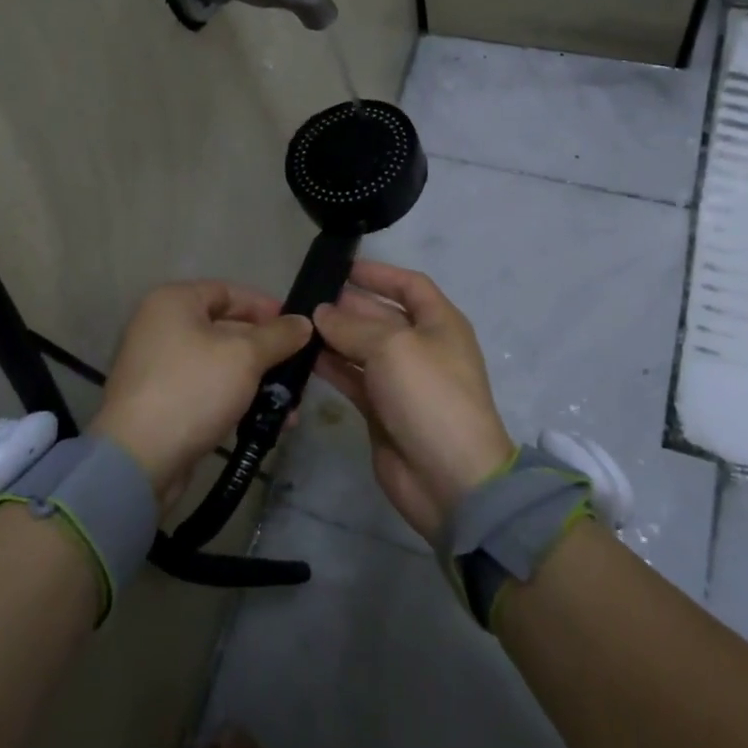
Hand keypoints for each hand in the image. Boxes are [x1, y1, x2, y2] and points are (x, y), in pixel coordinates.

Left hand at [93, 282, 310, 514]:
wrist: (139, 460)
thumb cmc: (193, 389)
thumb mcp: (245, 356)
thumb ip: (279, 336)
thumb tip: (304, 322)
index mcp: (174, 302)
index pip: (228, 291)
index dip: (265, 307)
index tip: (296, 327)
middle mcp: (161, 327)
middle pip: (226, 329)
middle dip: (266, 351)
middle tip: (299, 369)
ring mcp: (158, 367)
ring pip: (220, 364)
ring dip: (257, 382)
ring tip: (290, 406)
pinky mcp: (161, 403)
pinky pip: (207, 391)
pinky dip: (236, 401)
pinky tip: (267, 422)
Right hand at [312, 260, 513, 541]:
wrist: (450, 479)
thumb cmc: (429, 395)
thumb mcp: (392, 347)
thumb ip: (353, 326)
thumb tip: (321, 313)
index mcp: (439, 323)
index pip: (409, 285)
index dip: (378, 273)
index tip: (341, 267)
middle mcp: (421, 346)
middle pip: (381, 315)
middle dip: (347, 305)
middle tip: (305, 297)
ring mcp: (401, 380)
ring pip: (362, 348)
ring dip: (334, 336)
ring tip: (296, 325)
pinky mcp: (382, 410)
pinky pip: (353, 378)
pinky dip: (331, 367)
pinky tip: (303, 357)